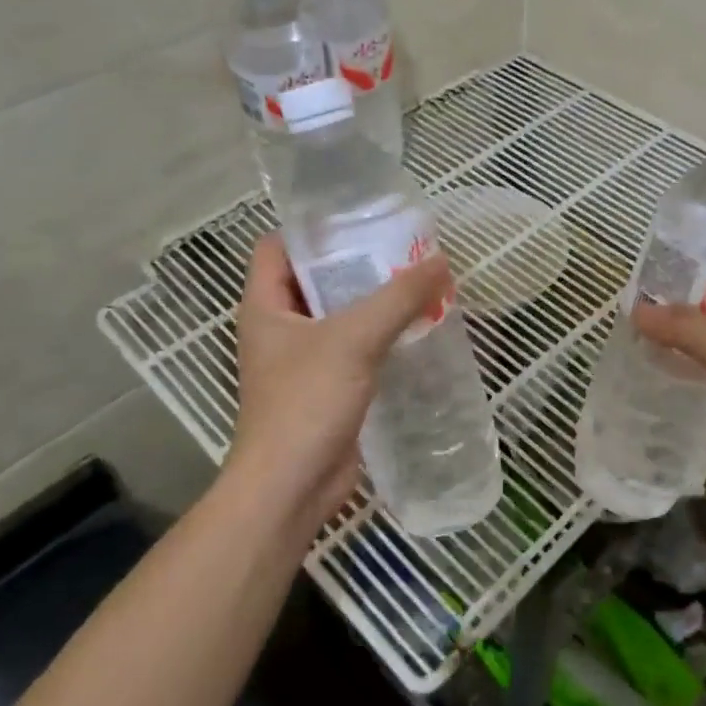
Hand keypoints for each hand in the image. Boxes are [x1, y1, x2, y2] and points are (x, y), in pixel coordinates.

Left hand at [229, 233, 452, 530]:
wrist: (291, 487)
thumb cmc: (307, 402)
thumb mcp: (354, 339)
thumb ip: (399, 298)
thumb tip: (440, 261)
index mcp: (265, 304)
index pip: (278, 246)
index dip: (312, 229)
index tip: (359, 218)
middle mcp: (279, 327)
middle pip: (315, 278)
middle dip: (356, 263)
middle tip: (403, 247)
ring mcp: (301, 359)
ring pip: (338, 315)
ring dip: (372, 302)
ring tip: (417, 282)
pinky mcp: (326, 387)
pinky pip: (354, 348)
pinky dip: (379, 336)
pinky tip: (415, 329)